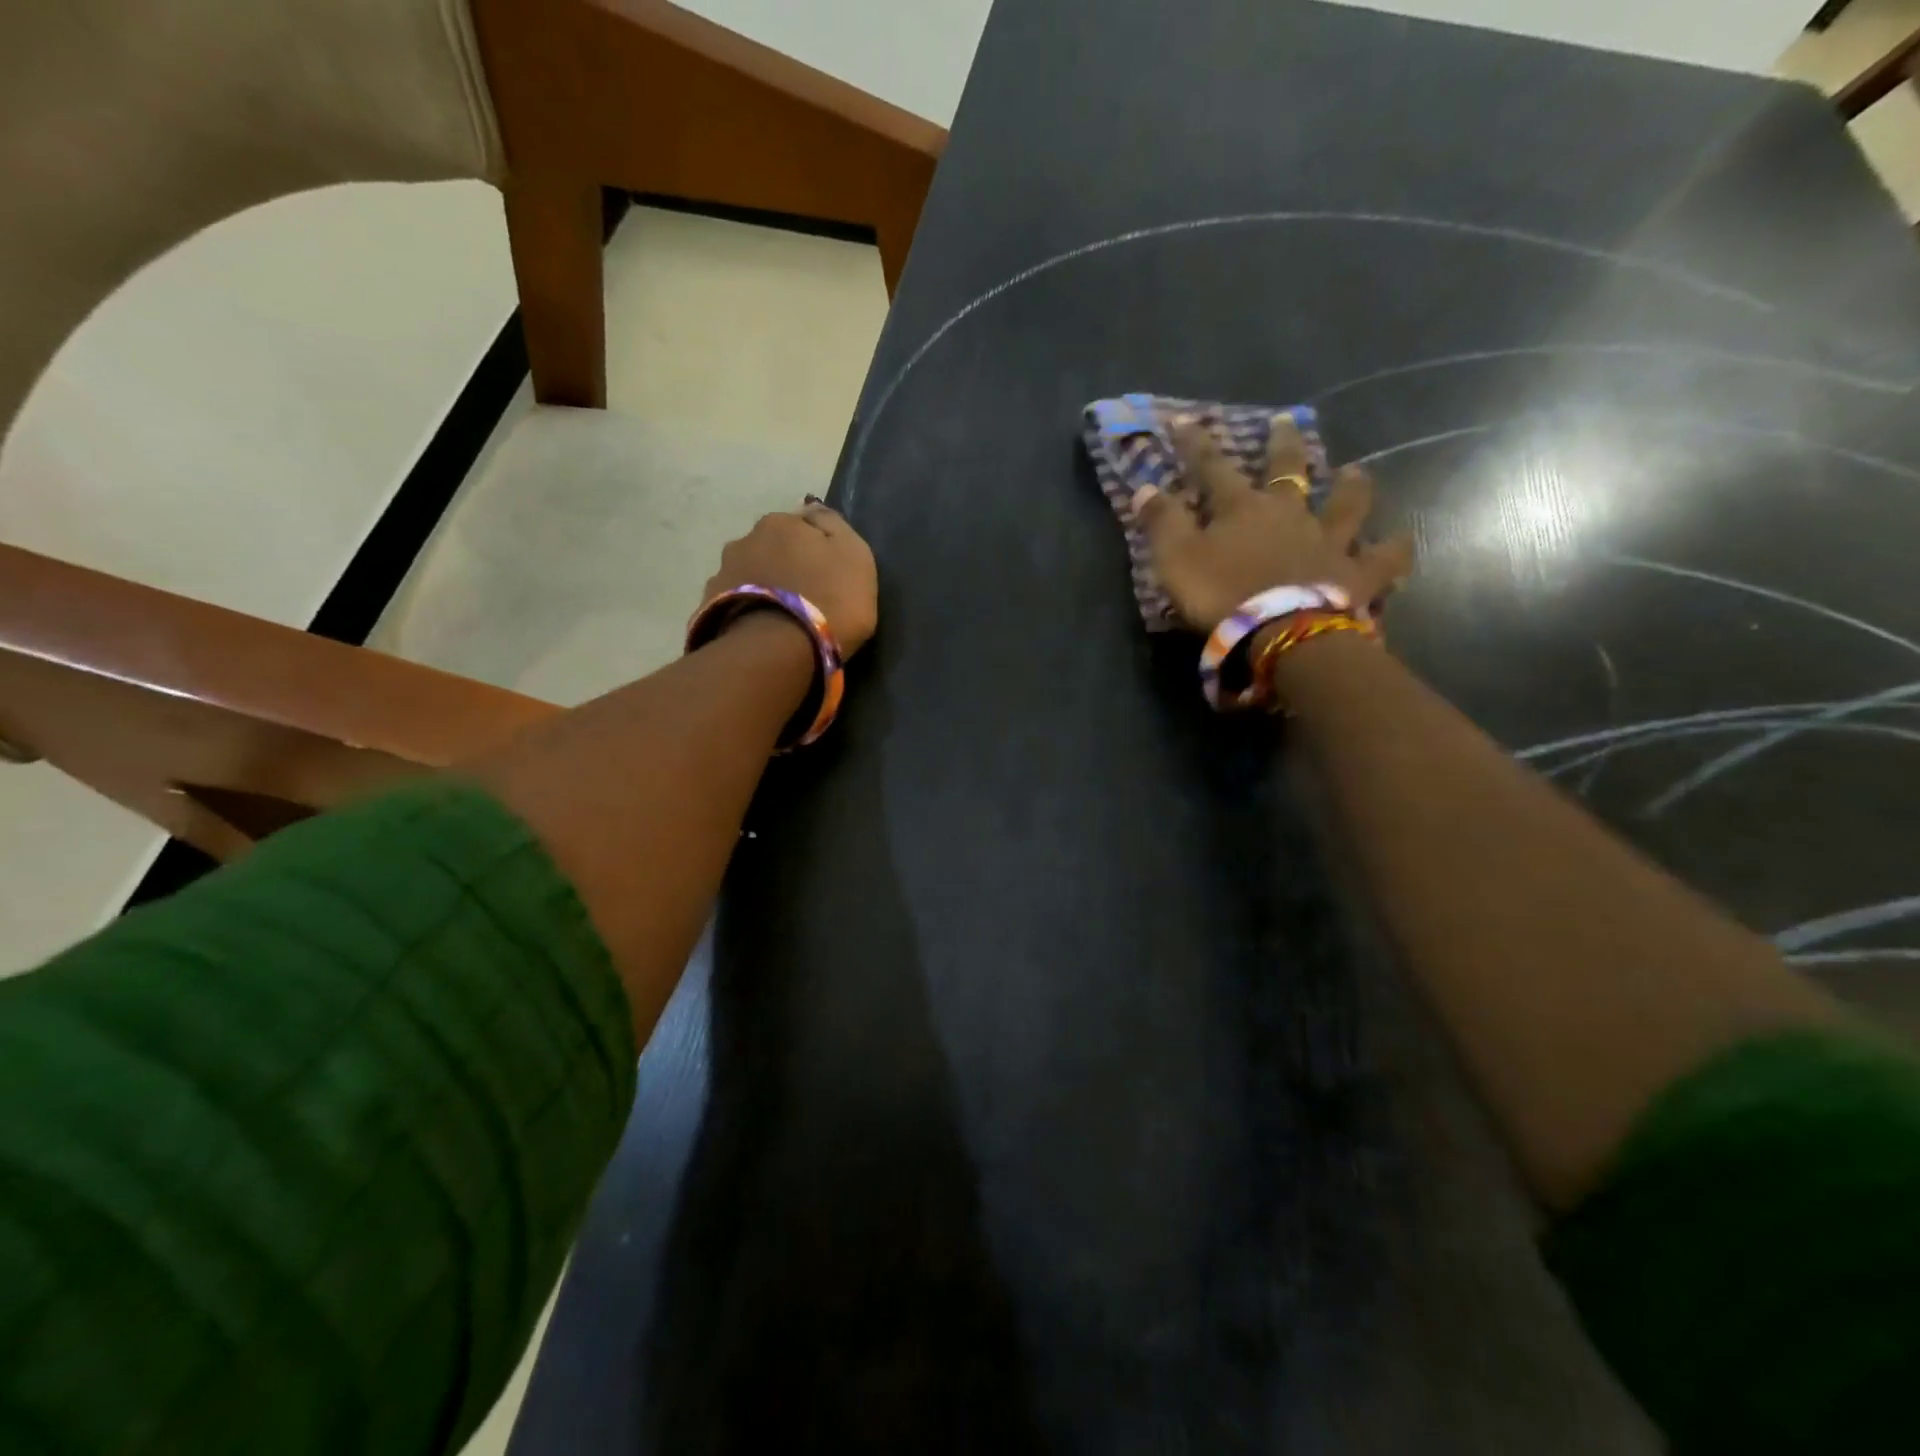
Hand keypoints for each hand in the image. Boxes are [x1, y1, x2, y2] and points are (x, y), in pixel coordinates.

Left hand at [698, 500, 879, 654]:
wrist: (778, 650)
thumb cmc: (829, 600)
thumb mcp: (855, 556)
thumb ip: (835, 526)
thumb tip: (812, 509)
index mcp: (780, 523)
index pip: (801, 525)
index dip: (816, 547)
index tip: (828, 572)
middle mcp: (744, 540)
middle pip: (770, 548)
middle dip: (783, 565)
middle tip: (804, 595)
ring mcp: (721, 574)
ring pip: (749, 575)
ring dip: (763, 587)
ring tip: (779, 617)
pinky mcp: (708, 609)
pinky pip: (733, 604)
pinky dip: (746, 611)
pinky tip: (760, 630)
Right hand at [1135, 415, 1413, 631]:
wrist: (1281, 631)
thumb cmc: (1222, 594)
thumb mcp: (1176, 559)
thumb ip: (1161, 523)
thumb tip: (1145, 487)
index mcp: (1242, 508)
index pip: (1212, 468)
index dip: (1196, 445)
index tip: (1184, 421)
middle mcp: (1290, 514)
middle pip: (1289, 471)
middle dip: (1283, 445)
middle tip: (1287, 420)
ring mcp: (1329, 541)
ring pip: (1346, 504)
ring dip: (1352, 486)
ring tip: (1357, 472)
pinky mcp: (1356, 574)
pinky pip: (1383, 558)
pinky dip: (1394, 549)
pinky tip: (1402, 542)